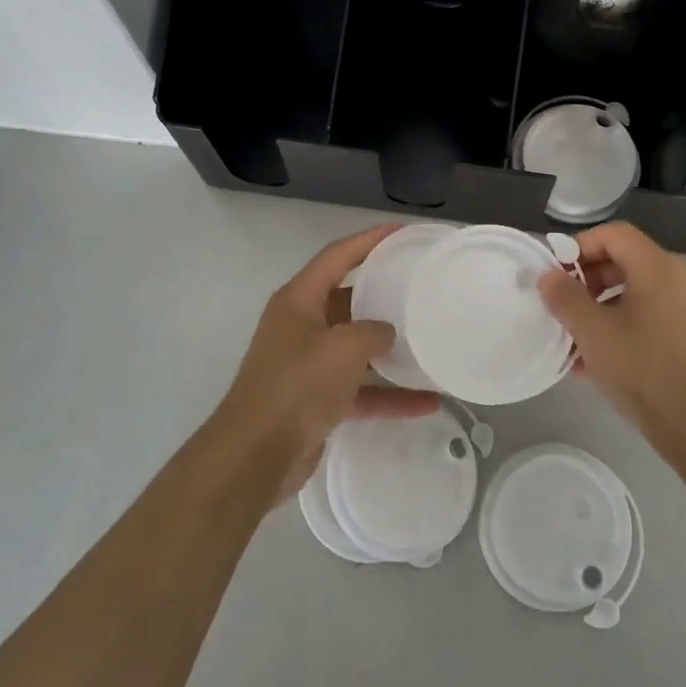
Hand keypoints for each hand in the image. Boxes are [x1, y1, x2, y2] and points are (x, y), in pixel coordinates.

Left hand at [213, 224, 441, 497]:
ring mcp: (308, 365)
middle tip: (420, 287)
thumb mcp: (343, 347)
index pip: (337, 256)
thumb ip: (372, 331)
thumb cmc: (297, 385)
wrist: (256, 454)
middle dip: (383, 295)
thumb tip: (386, 334)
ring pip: (356, 348)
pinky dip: (388, 395)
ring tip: (429, 342)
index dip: (369, 240)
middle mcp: (301, 326)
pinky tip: (426, 403)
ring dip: (390, 350)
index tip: (402, 232)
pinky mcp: (317, 400)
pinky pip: (360, 390)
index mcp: (299, 300)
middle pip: (348, 300)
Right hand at [539, 222, 685, 453]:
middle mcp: (681, 279)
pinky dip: (626, 325)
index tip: (557, 274)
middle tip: (564, 306)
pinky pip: (654, 317)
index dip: (580, 246)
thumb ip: (565, 298)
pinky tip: (601, 361)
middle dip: (590, 279)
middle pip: (628, 260)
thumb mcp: (593, 333)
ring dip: (604, 306)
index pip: (615, 234)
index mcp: (658, 268)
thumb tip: (549, 276)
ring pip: (639, 292)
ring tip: (577, 339)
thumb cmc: (644, 371)